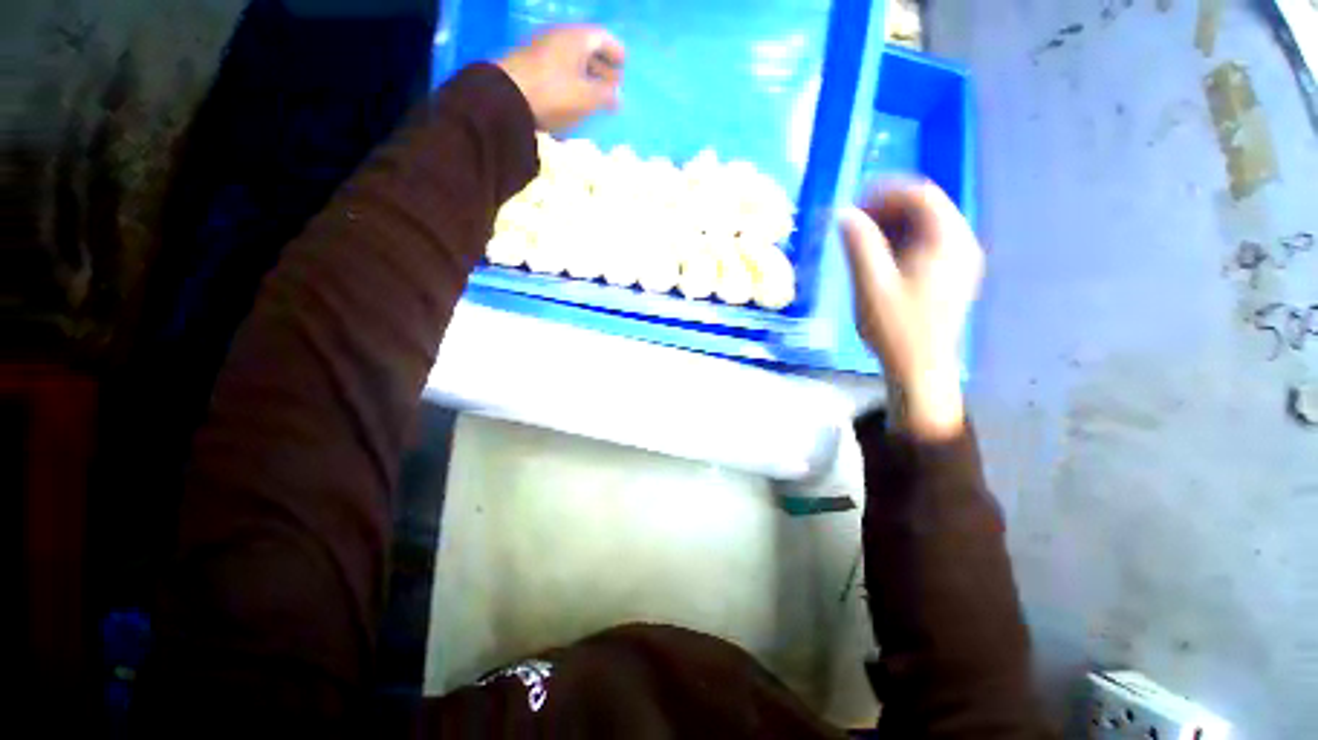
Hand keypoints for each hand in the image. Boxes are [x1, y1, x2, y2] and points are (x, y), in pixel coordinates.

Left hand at [497, 25, 624, 131]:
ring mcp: (542, 52)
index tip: (625, 66)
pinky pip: (558, 73)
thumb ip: (606, 96)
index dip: (616, 52)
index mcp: (576, 38)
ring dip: (586, 79)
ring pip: (571, 62)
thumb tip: (618, 96)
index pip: (602, 37)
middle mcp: (559, 38)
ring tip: (595, 99)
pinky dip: (570, 85)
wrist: (506, 98)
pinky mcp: (530, 68)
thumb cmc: (554, 94)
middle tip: (613, 86)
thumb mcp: (586, 98)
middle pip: (587, 49)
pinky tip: (574, 104)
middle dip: (602, 68)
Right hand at [838, 181, 983, 439]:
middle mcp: (960, 245)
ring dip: (891, 226)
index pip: (922, 196)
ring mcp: (958, 261)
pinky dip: (900, 242)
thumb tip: (843, 213)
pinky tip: (878, 258)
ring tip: (860, 240)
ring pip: (925, 226)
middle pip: (926, 208)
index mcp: (948, 242)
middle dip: (887, 209)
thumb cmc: (895, 328)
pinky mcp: (949, 276)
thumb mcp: (871, 285)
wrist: (919, 367)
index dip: (886, 192)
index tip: (854, 204)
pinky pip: (926, 244)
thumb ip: (859, 245)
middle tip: (853, 223)